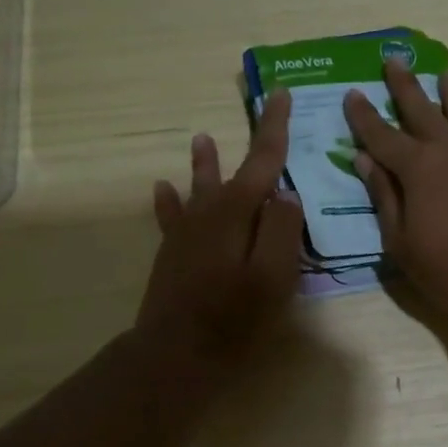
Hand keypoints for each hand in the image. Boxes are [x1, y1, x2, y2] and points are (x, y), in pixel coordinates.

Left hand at [137, 90, 303, 371]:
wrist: (176, 352)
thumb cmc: (234, 317)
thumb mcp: (274, 275)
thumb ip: (284, 229)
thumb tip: (285, 194)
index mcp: (238, 212)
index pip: (263, 160)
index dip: (274, 128)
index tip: (281, 94)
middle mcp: (208, 212)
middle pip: (231, 171)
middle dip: (247, 143)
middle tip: (257, 112)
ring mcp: (186, 232)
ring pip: (198, 188)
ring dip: (203, 165)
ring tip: (201, 139)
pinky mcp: (172, 253)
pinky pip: (171, 217)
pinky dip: (168, 200)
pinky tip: (161, 188)